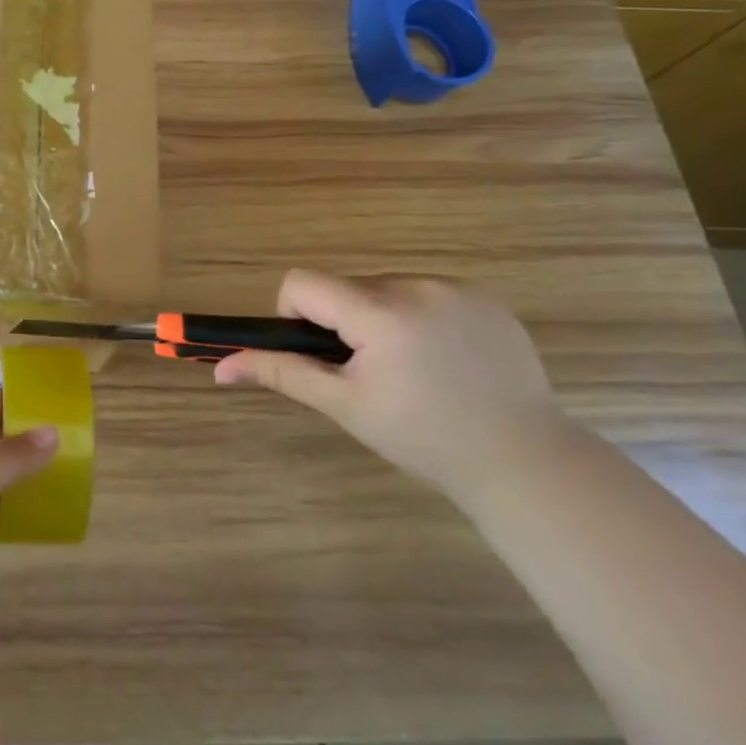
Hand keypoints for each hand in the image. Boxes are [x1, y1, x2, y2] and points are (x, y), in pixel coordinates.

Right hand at [213, 270, 574, 499]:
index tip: (321, 354)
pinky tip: (445, 361)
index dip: (295, 315)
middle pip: (345, 286)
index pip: (303, 283)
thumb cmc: (423, 438)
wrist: (525, 461)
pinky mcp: (487, 298)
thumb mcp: (345, 406)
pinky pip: (426, 292)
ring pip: (384, 288)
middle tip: (370, 373)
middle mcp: (419, 286)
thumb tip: (220, 368)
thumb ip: (281, 373)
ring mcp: (458, 289)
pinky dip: (418, 317)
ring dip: (379, 318)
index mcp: (381, 313)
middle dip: (342, 322)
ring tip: (411, 370)